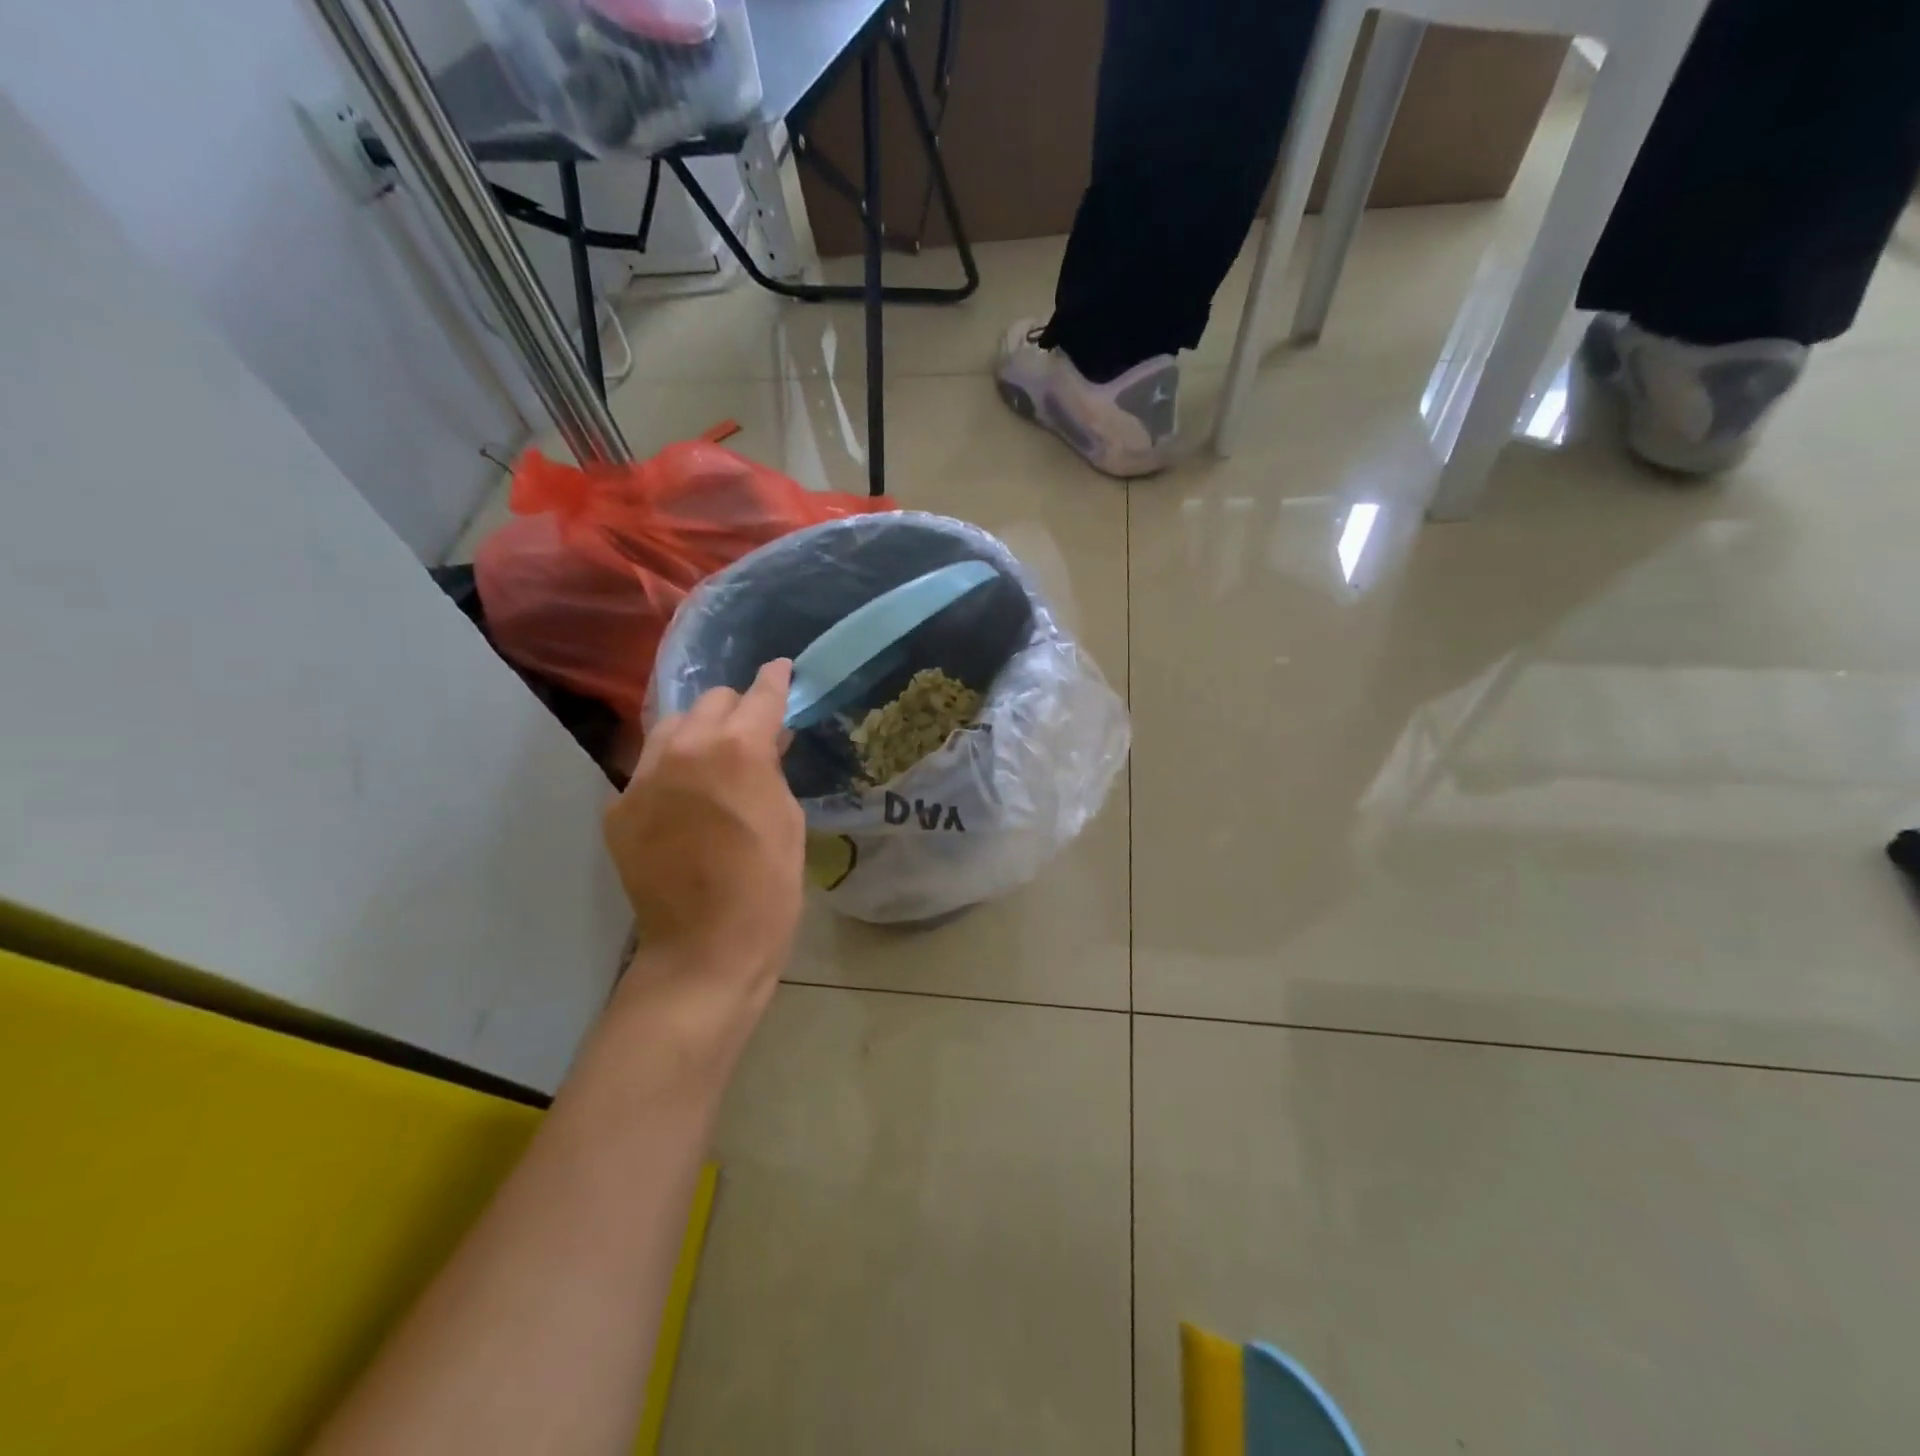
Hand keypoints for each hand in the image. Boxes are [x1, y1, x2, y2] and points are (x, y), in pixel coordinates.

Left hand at [603, 660, 805, 1033]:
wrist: (705, 948)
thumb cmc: (768, 886)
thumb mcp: (788, 818)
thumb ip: (773, 767)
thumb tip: (768, 740)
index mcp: (738, 749)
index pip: (760, 695)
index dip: (776, 680)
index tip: (781, 671)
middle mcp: (684, 748)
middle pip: (710, 701)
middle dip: (736, 709)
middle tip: (752, 733)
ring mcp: (643, 777)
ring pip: (670, 727)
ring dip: (698, 733)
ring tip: (713, 759)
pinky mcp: (619, 806)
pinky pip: (649, 770)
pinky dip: (671, 773)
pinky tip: (685, 801)